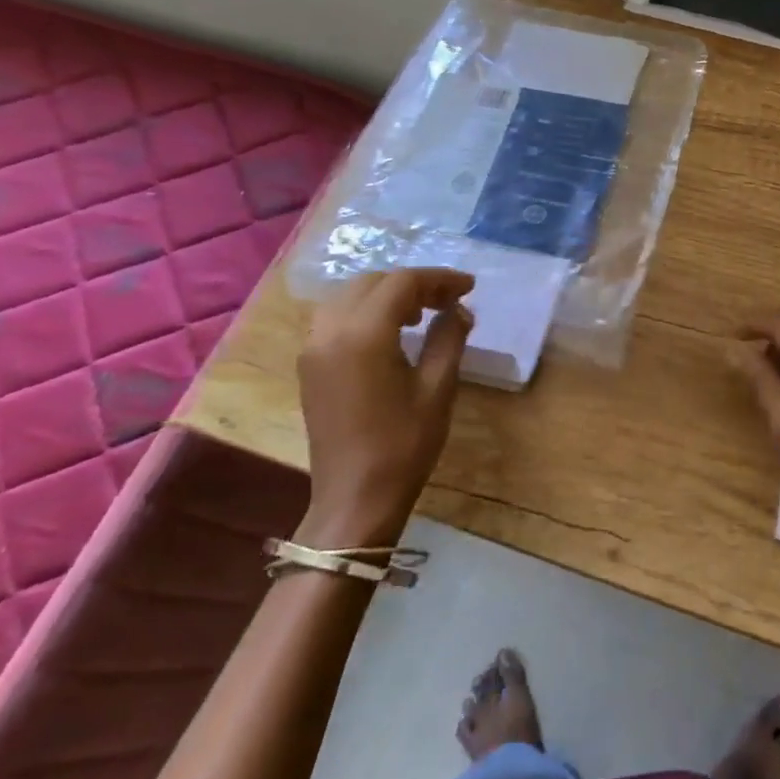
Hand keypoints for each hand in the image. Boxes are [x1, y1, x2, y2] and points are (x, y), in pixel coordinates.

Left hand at [293, 268, 474, 547]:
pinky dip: (365, 310)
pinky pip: (336, 317)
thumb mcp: (437, 388)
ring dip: (387, 294)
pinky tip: (391, 331)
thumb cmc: (403, 445)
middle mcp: (330, 331)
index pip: (402, 283)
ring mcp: (314, 348)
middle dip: (414, 283)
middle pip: (373, 282)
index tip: (469, 287)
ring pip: (350, 296)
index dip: (439, 279)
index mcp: (363, 335)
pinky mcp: (309, 365)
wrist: (354, 499)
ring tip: (421, 313)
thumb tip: (458, 309)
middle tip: (448, 300)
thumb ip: (448, 338)